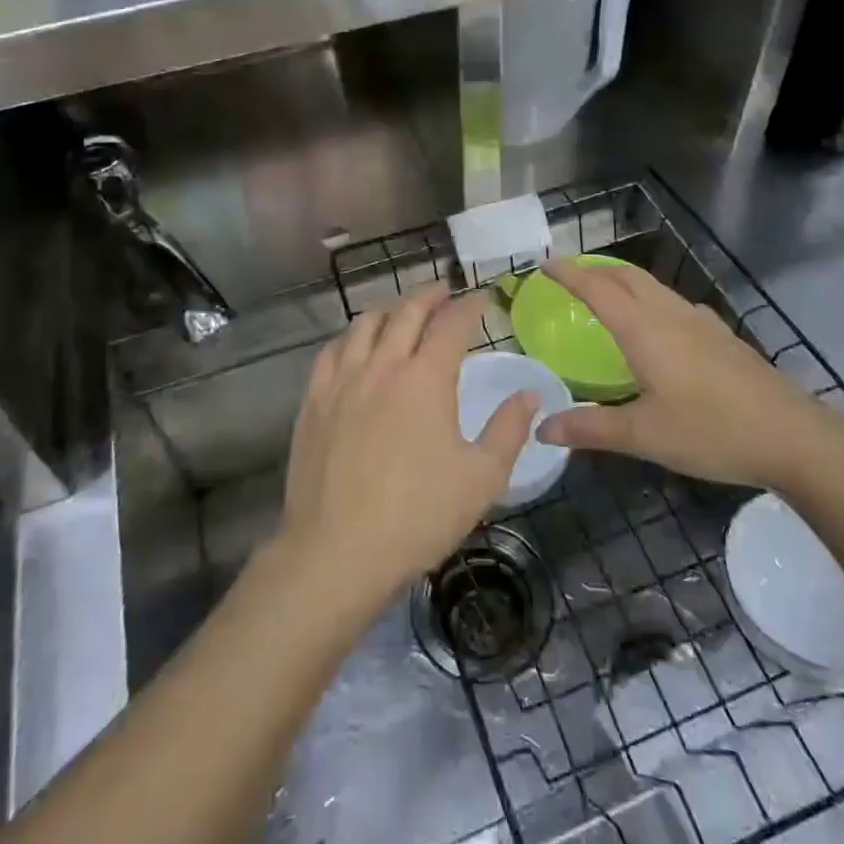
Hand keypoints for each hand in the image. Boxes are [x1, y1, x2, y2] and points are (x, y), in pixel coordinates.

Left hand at [278, 284, 537, 604]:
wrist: (337, 551)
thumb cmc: (417, 516)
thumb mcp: (480, 479)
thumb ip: (508, 430)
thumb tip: (530, 394)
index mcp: (426, 378)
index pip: (451, 324)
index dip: (469, 306)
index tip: (481, 299)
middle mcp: (383, 365)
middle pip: (406, 313)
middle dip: (429, 296)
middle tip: (444, 292)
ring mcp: (342, 380)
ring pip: (365, 324)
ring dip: (390, 309)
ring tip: (403, 310)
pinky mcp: (313, 400)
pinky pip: (332, 350)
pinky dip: (351, 335)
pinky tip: (355, 343)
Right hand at [535, 258, 830, 488]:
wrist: (792, 436)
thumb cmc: (711, 431)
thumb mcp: (644, 435)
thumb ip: (590, 429)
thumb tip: (542, 428)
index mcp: (644, 330)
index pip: (597, 289)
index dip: (569, 273)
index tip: (544, 262)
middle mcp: (670, 315)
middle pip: (626, 276)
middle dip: (594, 269)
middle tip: (569, 274)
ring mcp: (701, 322)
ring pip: (653, 286)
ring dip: (623, 280)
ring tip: (605, 293)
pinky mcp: (721, 336)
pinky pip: (674, 302)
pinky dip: (650, 298)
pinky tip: (658, 324)